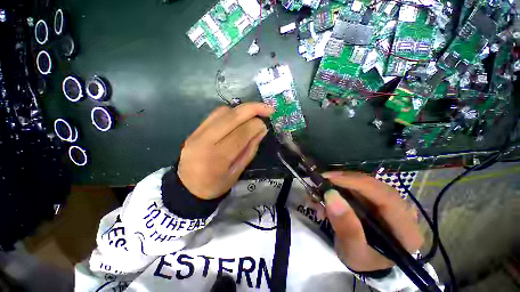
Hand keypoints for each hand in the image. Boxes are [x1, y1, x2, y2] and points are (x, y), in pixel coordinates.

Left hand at [178, 103, 273, 199]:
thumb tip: (261, 129)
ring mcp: (197, 133)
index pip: (241, 133)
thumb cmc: (215, 185)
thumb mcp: (237, 172)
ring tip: (254, 114)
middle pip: (232, 116)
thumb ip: (250, 149)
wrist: (187, 187)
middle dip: (253, 108)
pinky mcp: (195, 130)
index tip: (265, 125)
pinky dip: (231, 113)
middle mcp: (205, 140)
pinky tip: (239, 117)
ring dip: (242, 110)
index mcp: (217, 157)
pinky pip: (215, 114)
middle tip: (268, 108)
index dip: (256, 125)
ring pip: (223, 112)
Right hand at [322, 171, 422, 271]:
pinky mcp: (378, 200)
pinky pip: (359, 187)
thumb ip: (346, 227)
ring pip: (365, 183)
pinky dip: (341, 187)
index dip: (357, 183)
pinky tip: (329, 194)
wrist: (367, 262)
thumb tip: (331, 195)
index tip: (331, 178)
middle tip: (323, 179)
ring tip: (322, 189)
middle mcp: (403, 211)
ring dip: (341, 183)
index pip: (386, 196)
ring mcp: (390, 204)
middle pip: (375, 186)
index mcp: (405, 229)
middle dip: (346, 180)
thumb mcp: (353, 251)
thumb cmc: (364, 261)